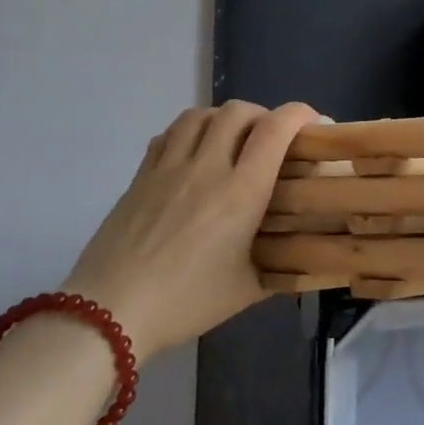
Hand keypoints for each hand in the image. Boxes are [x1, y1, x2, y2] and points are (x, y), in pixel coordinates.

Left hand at [61, 100, 319, 358]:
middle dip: (264, 115)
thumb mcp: (247, 290)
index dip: (299, 114)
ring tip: (232, 139)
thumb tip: (309, 259)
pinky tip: (192, 153)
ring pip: (200, 115)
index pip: (275, 130)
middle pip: (238, 111)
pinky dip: (189, 132)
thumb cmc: (186, 302)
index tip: (313, 121)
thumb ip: (281, 267)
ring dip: (224, 118)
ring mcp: (168, 168)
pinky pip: (168, 135)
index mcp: (241, 192)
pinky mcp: (140, 176)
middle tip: (272, 138)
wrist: (109, 313)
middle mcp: (206, 168)